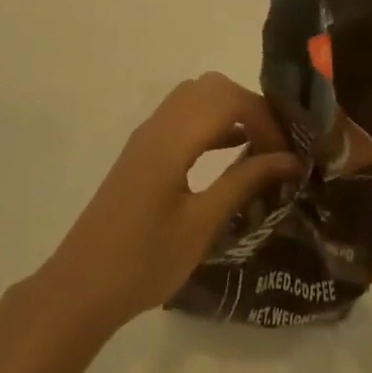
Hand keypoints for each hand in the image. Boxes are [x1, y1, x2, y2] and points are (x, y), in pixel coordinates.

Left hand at [34, 73, 301, 339]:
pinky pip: (183, 117)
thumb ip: (243, 183)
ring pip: (196, 98)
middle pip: (212, 88)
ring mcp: (147, 136)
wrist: (82, 285)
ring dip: (231, 112)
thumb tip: (289, 159)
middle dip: (250, 107)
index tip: (288, 155)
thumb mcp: (201, 225)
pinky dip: (212, 124)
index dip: (265, 118)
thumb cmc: (144, 262)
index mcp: (171, 139)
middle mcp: (158, 125)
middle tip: (277, 146)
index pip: (228, 99)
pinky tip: (232, 152)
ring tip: (262, 148)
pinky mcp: (143, 151)